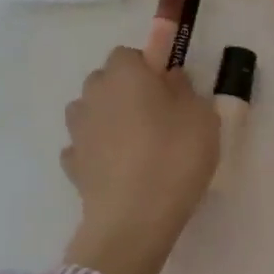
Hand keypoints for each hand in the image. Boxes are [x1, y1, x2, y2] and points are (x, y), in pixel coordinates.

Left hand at [61, 46, 219, 273]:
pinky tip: (119, 171)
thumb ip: (185, 90)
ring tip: (137, 147)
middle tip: (158, 119)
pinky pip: (87, 148)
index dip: (149, 69)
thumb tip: (168, 80)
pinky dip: (99, 153)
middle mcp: (93, 94)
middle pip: (106, 82)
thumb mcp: (202, 117)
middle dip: (126, 92)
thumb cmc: (175, 156)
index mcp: (124, 73)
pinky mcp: (71, 164)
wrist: (134, 218)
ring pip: (92, 113)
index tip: (169, 91)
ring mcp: (77, 131)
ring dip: (109, 121)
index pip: (129, 55)